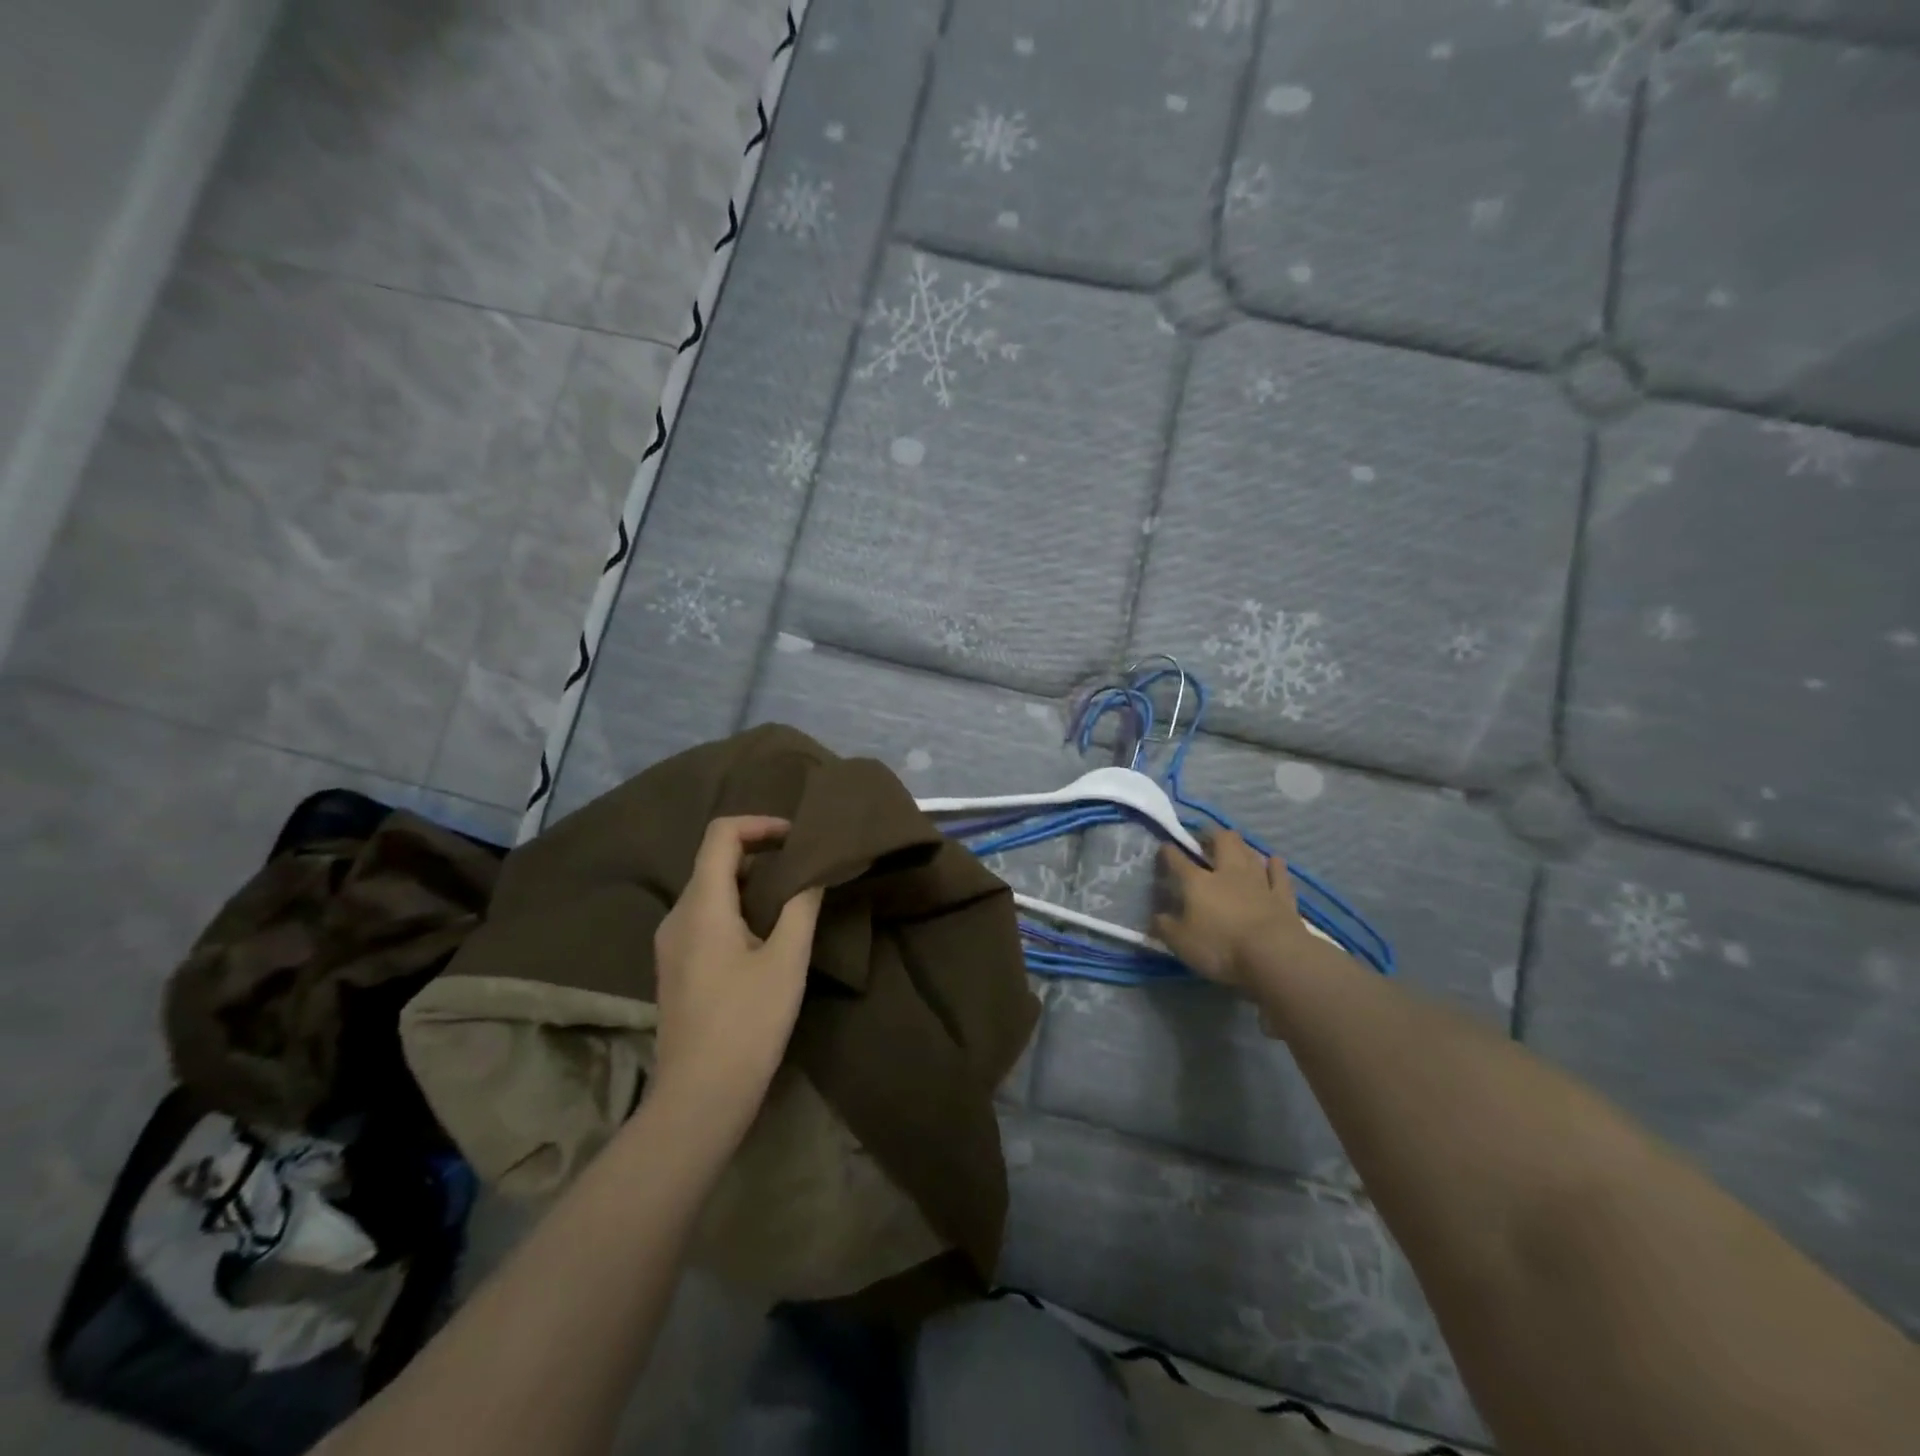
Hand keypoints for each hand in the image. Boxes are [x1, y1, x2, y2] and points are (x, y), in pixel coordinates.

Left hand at [651, 816, 824, 1127]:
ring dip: (750, 881)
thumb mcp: (787, 961)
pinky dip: (737, 907)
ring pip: (710, 889)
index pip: (720, 834)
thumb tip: (815, 871)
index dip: (759, 824)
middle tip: (803, 865)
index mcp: (702, 905)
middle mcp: (678, 915)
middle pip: (714, 860)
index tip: (796, 837)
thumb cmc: (747, 1023)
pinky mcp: (676, 967)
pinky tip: (766, 932)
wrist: (699, 1097)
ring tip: (792, 897)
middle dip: (760, 852)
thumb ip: (801, 906)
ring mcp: (672, 943)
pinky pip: (706, 916)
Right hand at [1153, 831, 1327, 1007]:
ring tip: (1235, 846)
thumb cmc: (1220, 947)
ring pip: (1250, 853)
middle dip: (1212, 835)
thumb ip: (1165, 927)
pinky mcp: (1283, 897)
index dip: (1168, 851)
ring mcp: (1259, 882)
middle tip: (1206, 838)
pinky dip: (1275, 866)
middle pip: (1222, 842)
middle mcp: (1228, 873)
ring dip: (1242, 847)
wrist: (1273, 956)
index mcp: (1197, 882)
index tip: (1164, 847)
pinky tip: (1274, 861)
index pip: (1178, 859)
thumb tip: (1156, 917)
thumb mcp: (1180, 942)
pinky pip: (1279, 874)